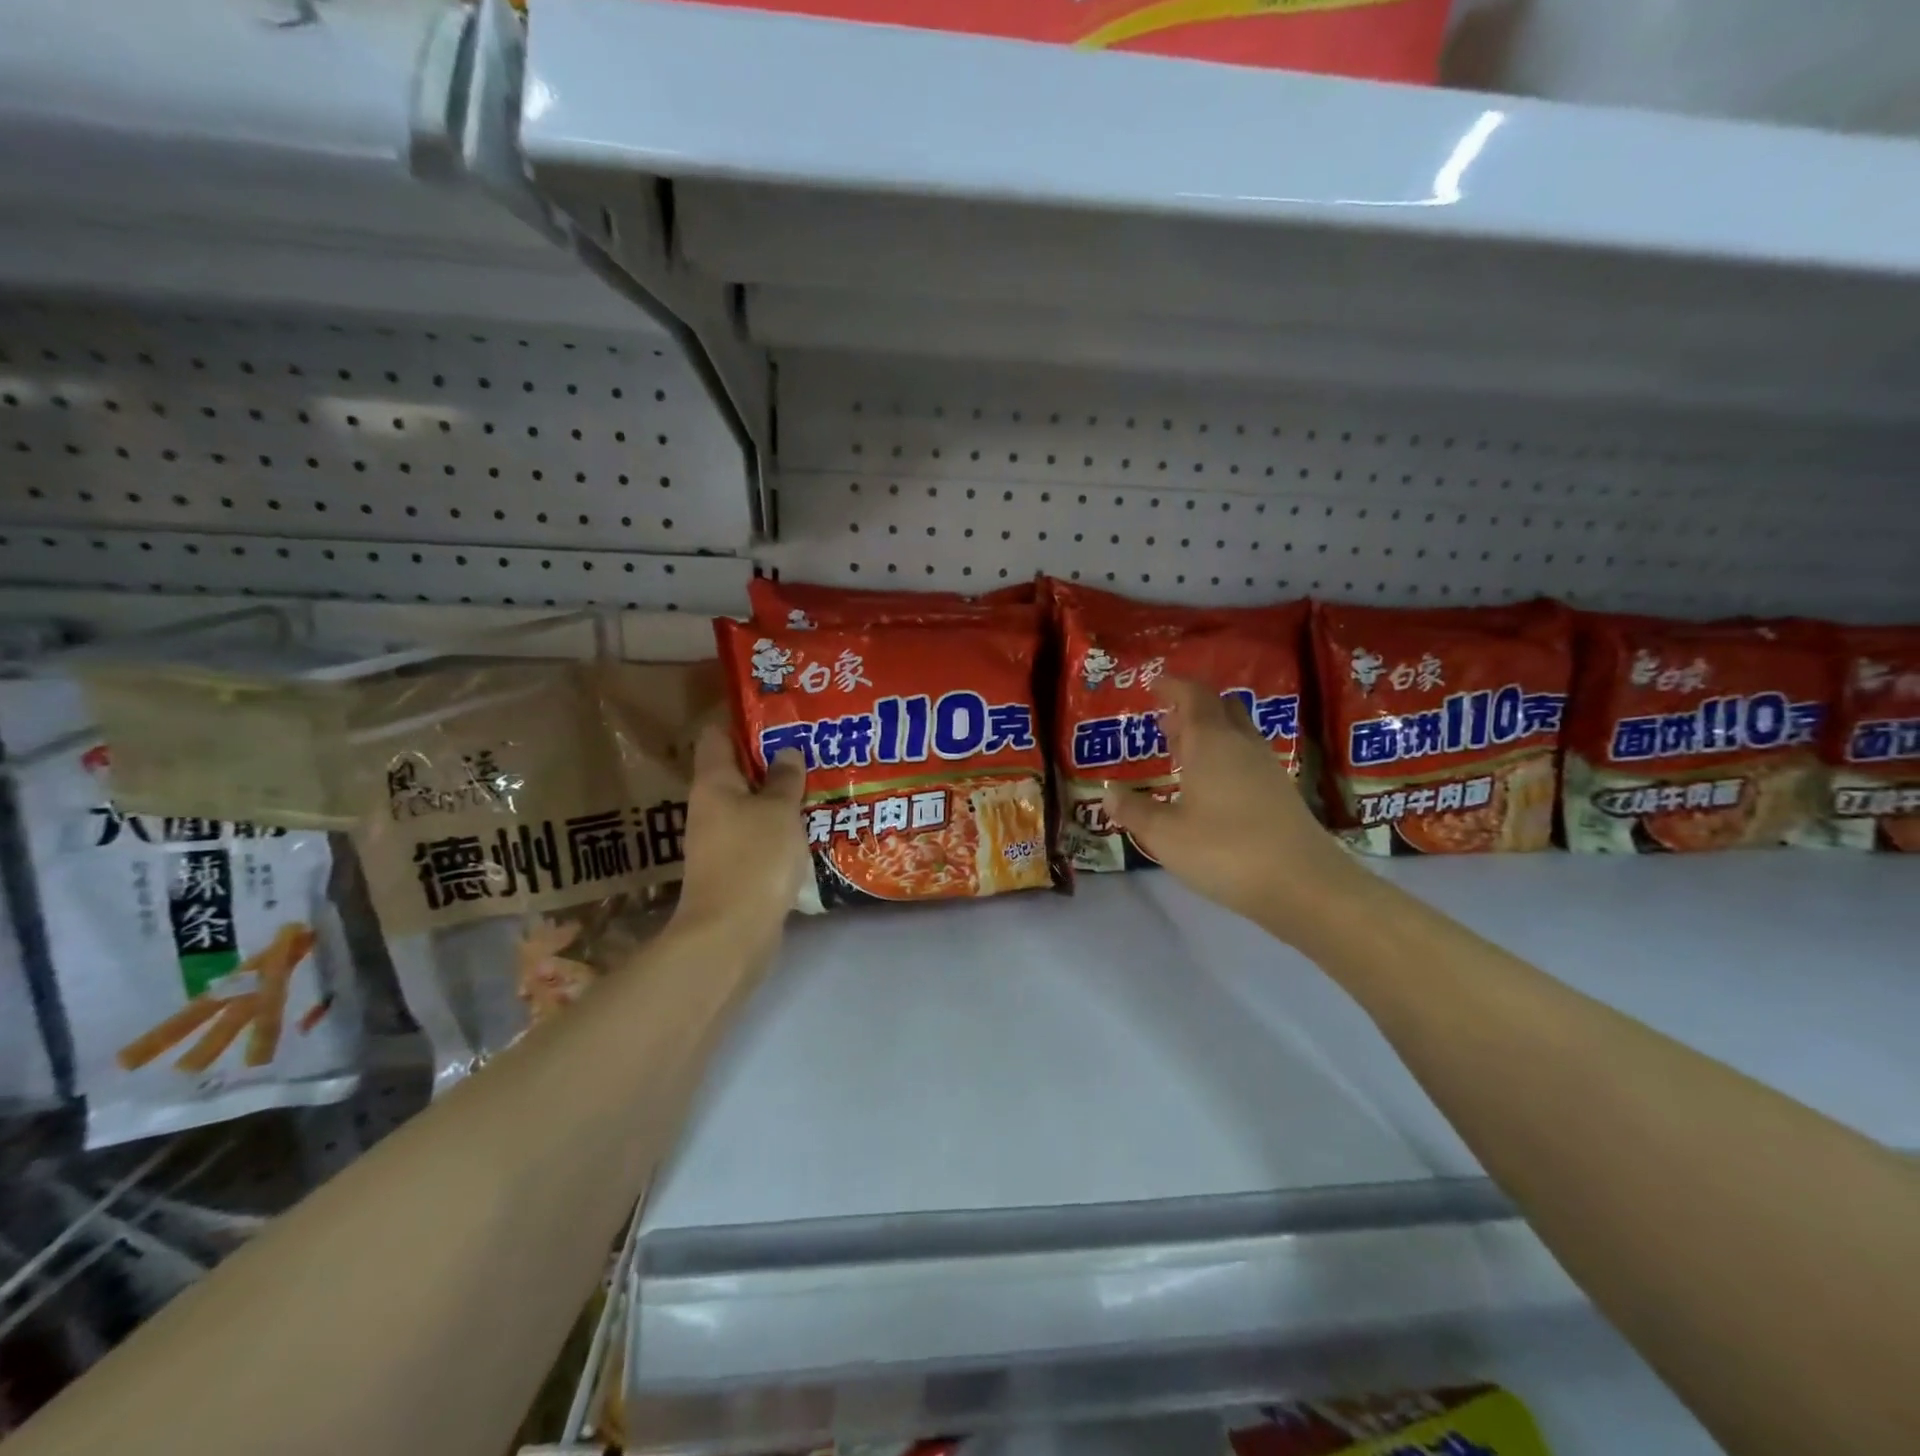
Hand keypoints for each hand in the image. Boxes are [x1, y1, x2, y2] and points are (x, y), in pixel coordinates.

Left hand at [674, 720, 807, 936]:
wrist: (730, 933)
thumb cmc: (753, 858)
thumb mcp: (778, 812)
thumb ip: (785, 780)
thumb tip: (787, 752)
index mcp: (713, 784)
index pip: (716, 736)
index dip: (740, 719)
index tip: (774, 711)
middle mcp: (709, 807)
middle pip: (734, 770)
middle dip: (768, 758)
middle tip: (807, 745)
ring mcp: (718, 840)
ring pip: (748, 804)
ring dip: (776, 794)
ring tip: (814, 782)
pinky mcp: (733, 867)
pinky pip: (756, 834)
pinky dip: (777, 826)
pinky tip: (806, 825)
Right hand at [1103, 678, 1366, 943]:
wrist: (1304, 885)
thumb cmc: (1225, 850)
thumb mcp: (1166, 834)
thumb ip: (1135, 811)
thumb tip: (1109, 793)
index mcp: (1212, 743)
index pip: (1194, 696)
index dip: (1173, 686)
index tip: (1155, 684)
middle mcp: (1242, 746)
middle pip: (1221, 708)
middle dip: (1193, 708)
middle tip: (1167, 721)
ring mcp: (1267, 769)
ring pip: (1236, 734)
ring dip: (1210, 733)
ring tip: (1183, 751)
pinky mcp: (1281, 794)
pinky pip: (1246, 758)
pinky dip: (1224, 757)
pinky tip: (1210, 786)